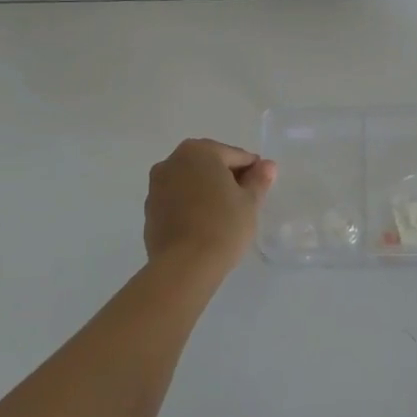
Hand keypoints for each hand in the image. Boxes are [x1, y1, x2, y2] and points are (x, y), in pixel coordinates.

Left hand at [143, 139, 277, 275]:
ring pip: (191, 182)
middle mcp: (172, 161)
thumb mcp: (249, 202)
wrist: (184, 266)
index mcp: (199, 151)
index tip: (261, 189)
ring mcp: (156, 186)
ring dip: (207, 192)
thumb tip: (267, 165)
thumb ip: (259, 179)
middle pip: (209, 165)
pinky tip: (203, 226)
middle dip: (227, 179)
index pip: (235, 156)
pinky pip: (177, 201)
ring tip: (224, 217)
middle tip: (244, 203)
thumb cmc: (223, 226)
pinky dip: (191, 206)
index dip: (252, 171)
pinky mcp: (149, 210)